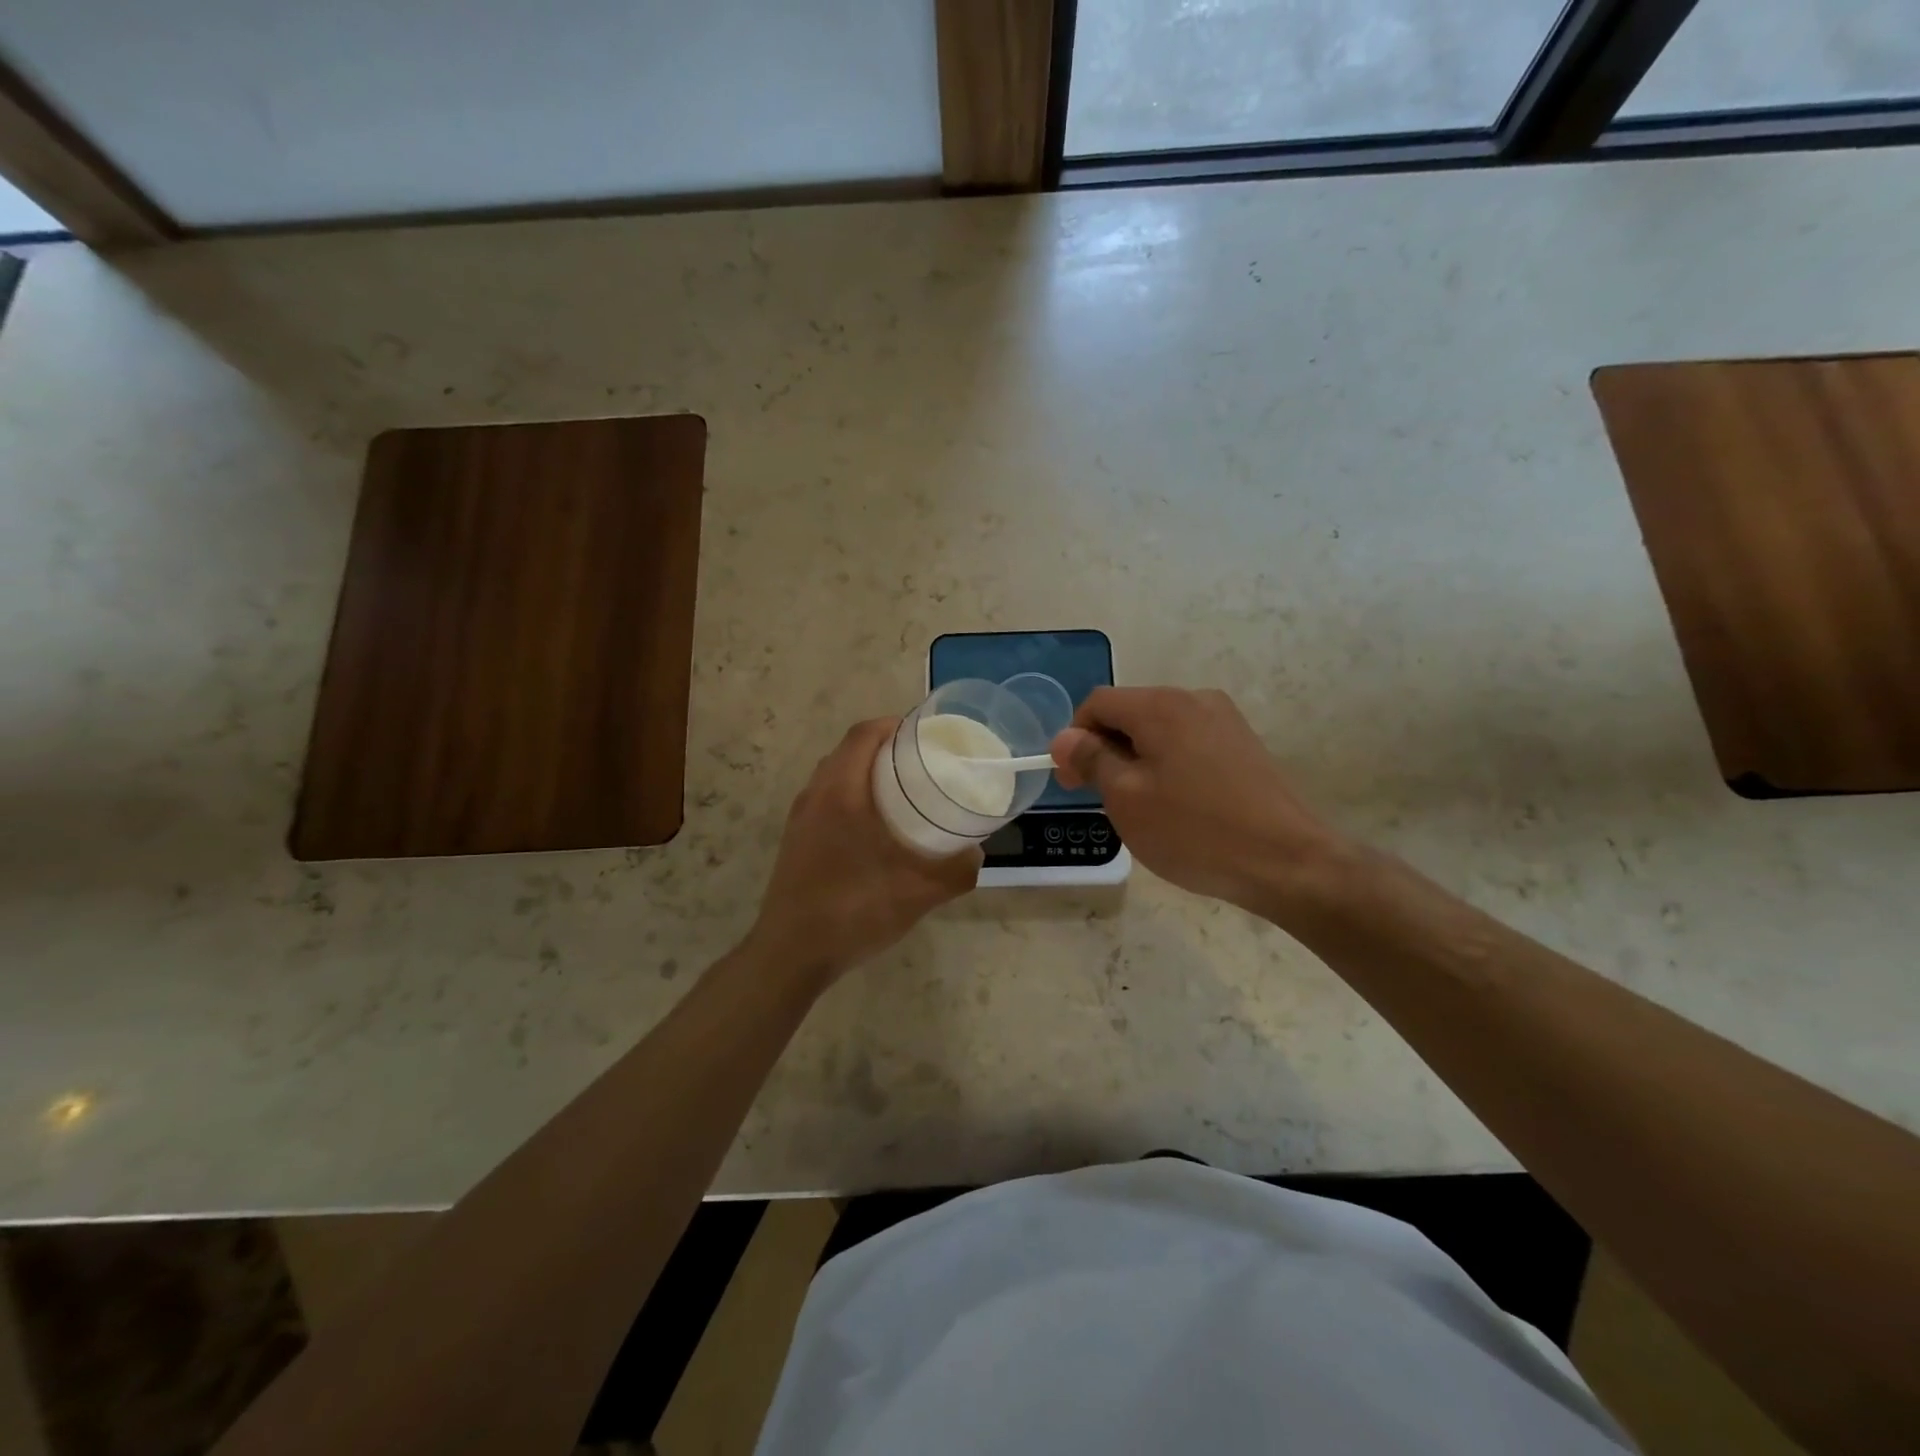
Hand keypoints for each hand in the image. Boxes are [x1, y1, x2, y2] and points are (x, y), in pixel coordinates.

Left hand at [747, 718, 980, 983]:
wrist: (791, 954)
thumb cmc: (854, 911)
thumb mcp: (919, 893)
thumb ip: (956, 871)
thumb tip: (976, 854)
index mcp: (841, 793)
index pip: (863, 735)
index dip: (893, 724)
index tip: (924, 732)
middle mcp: (815, 796)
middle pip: (848, 751)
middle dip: (884, 747)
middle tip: (921, 761)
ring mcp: (800, 819)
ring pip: (834, 776)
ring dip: (865, 772)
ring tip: (901, 790)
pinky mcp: (794, 841)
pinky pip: (825, 800)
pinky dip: (851, 796)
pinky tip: (874, 828)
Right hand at [1051, 687, 1349, 918]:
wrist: (1286, 862)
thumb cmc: (1193, 830)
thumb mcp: (1126, 798)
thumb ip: (1091, 760)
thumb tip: (1065, 738)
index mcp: (1161, 705)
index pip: (1097, 703)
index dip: (1074, 738)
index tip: (1071, 782)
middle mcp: (1194, 698)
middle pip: (1130, 713)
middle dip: (1106, 750)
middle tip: (1102, 800)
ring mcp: (1225, 720)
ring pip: (1159, 730)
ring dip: (1136, 760)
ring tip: (1142, 808)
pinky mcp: (1244, 744)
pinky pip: (1188, 744)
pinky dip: (1168, 766)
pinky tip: (1178, 806)